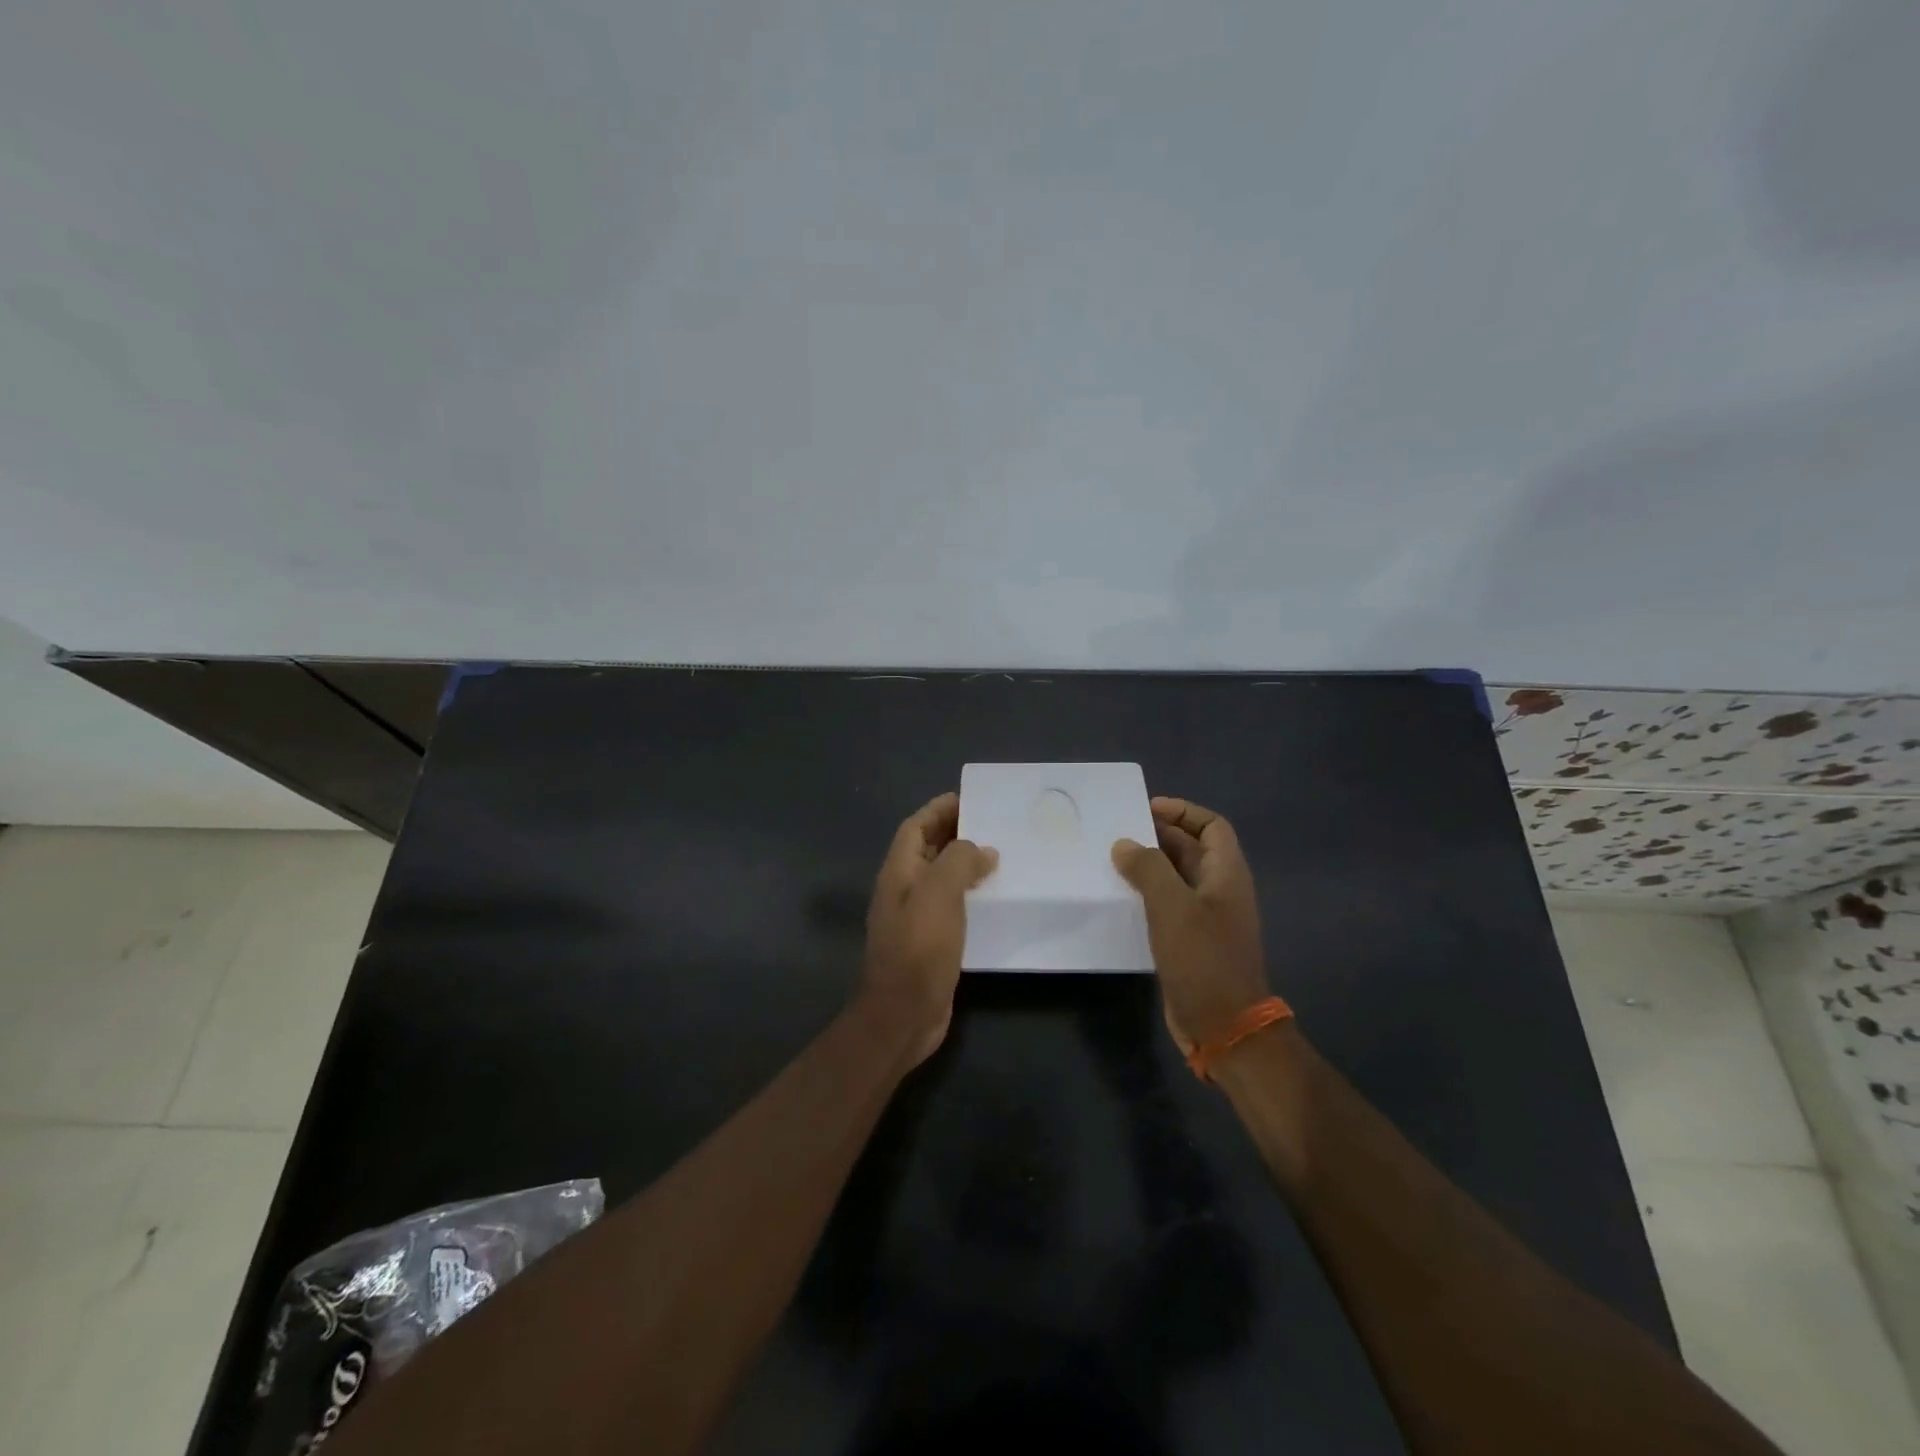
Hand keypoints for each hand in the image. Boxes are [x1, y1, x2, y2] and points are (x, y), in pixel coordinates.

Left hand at [862, 792, 998, 1066]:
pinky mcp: (932, 942)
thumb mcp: (939, 893)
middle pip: (928, 850)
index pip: (916, 827)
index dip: (939, 810)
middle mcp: (904, 890)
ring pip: (943, 879)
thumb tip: (981, 851)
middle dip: (956, 833)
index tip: (971, 799)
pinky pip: (953, 907)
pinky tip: (998, 899)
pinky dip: (972, 896)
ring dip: (967, 865)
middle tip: (995, 824)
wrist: (903, 1014)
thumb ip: (958, 861)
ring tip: (1003, 856)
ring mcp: (917, 918)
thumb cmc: (919, 947)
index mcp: (898, 871)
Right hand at [1112, 797, 1269, 1056]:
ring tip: (1111, 860)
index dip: (1183, 811)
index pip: (1212, 826)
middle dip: (1158, 836)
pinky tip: (1119, 898)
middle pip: (1191, 850)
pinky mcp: (1190, 942)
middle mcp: (1219, 891)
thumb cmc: (1203, 958)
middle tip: (1118, 831)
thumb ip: (1148, 868)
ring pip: (1176, 879)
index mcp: (1226, 874)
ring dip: (1148, 867)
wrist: (1223, 1025)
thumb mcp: (1172, 906)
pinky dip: (1146, 896)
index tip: (1147, 808)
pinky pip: (1168, 906)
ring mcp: (1206, 918)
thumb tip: (1125, 844)